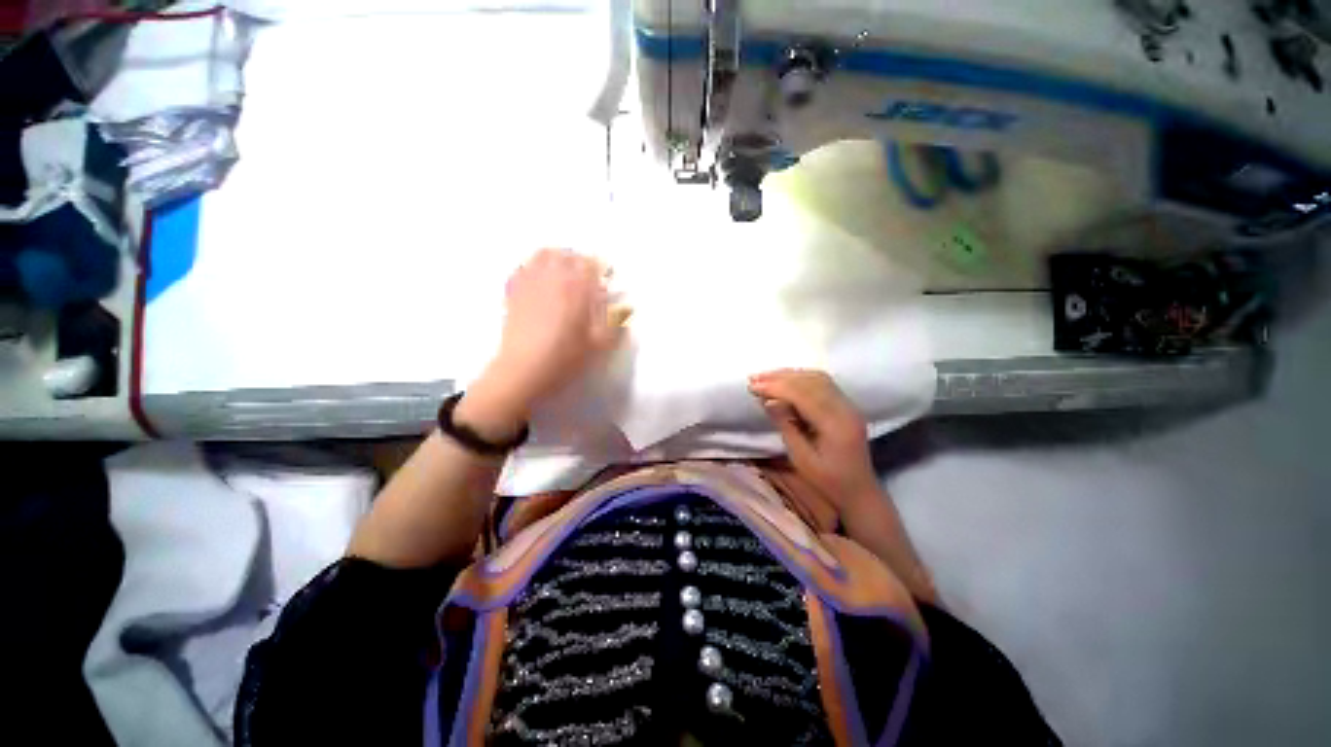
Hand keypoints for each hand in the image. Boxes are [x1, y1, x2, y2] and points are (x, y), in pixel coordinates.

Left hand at [460, 249, 628, 439]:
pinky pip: (523, 267)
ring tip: (565, 271)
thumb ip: (615, 323)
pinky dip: (534, 266)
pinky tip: (539, 280)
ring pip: (543, 255)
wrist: (523, 371)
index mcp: (576, 288)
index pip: (591, 263)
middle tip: (588, 275)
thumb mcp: (599, 345)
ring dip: (557, 258)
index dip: (602, 268)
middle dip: (581, 261)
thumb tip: (625, 308)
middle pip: (568, 254)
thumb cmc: (565, 358)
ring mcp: (530, 282)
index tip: (608, 278)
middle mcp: (553, 278)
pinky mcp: (513, 292)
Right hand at [748, 369, 879, 507]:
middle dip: (780, 377)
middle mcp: (846, 408)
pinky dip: (800, 378)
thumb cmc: (827, 481)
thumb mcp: (801, 458)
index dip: (776, 387)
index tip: (752, 386)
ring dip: (789, 375)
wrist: (858, 490)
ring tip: (765, 377)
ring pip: (817, 378)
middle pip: (811, 381)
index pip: (803, 395)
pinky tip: (784, 381)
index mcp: (836, 425)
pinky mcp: (846, 405)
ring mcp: (848, 405)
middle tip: (754, 378)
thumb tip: (768, 400)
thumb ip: (785, 425)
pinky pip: (823, 383)